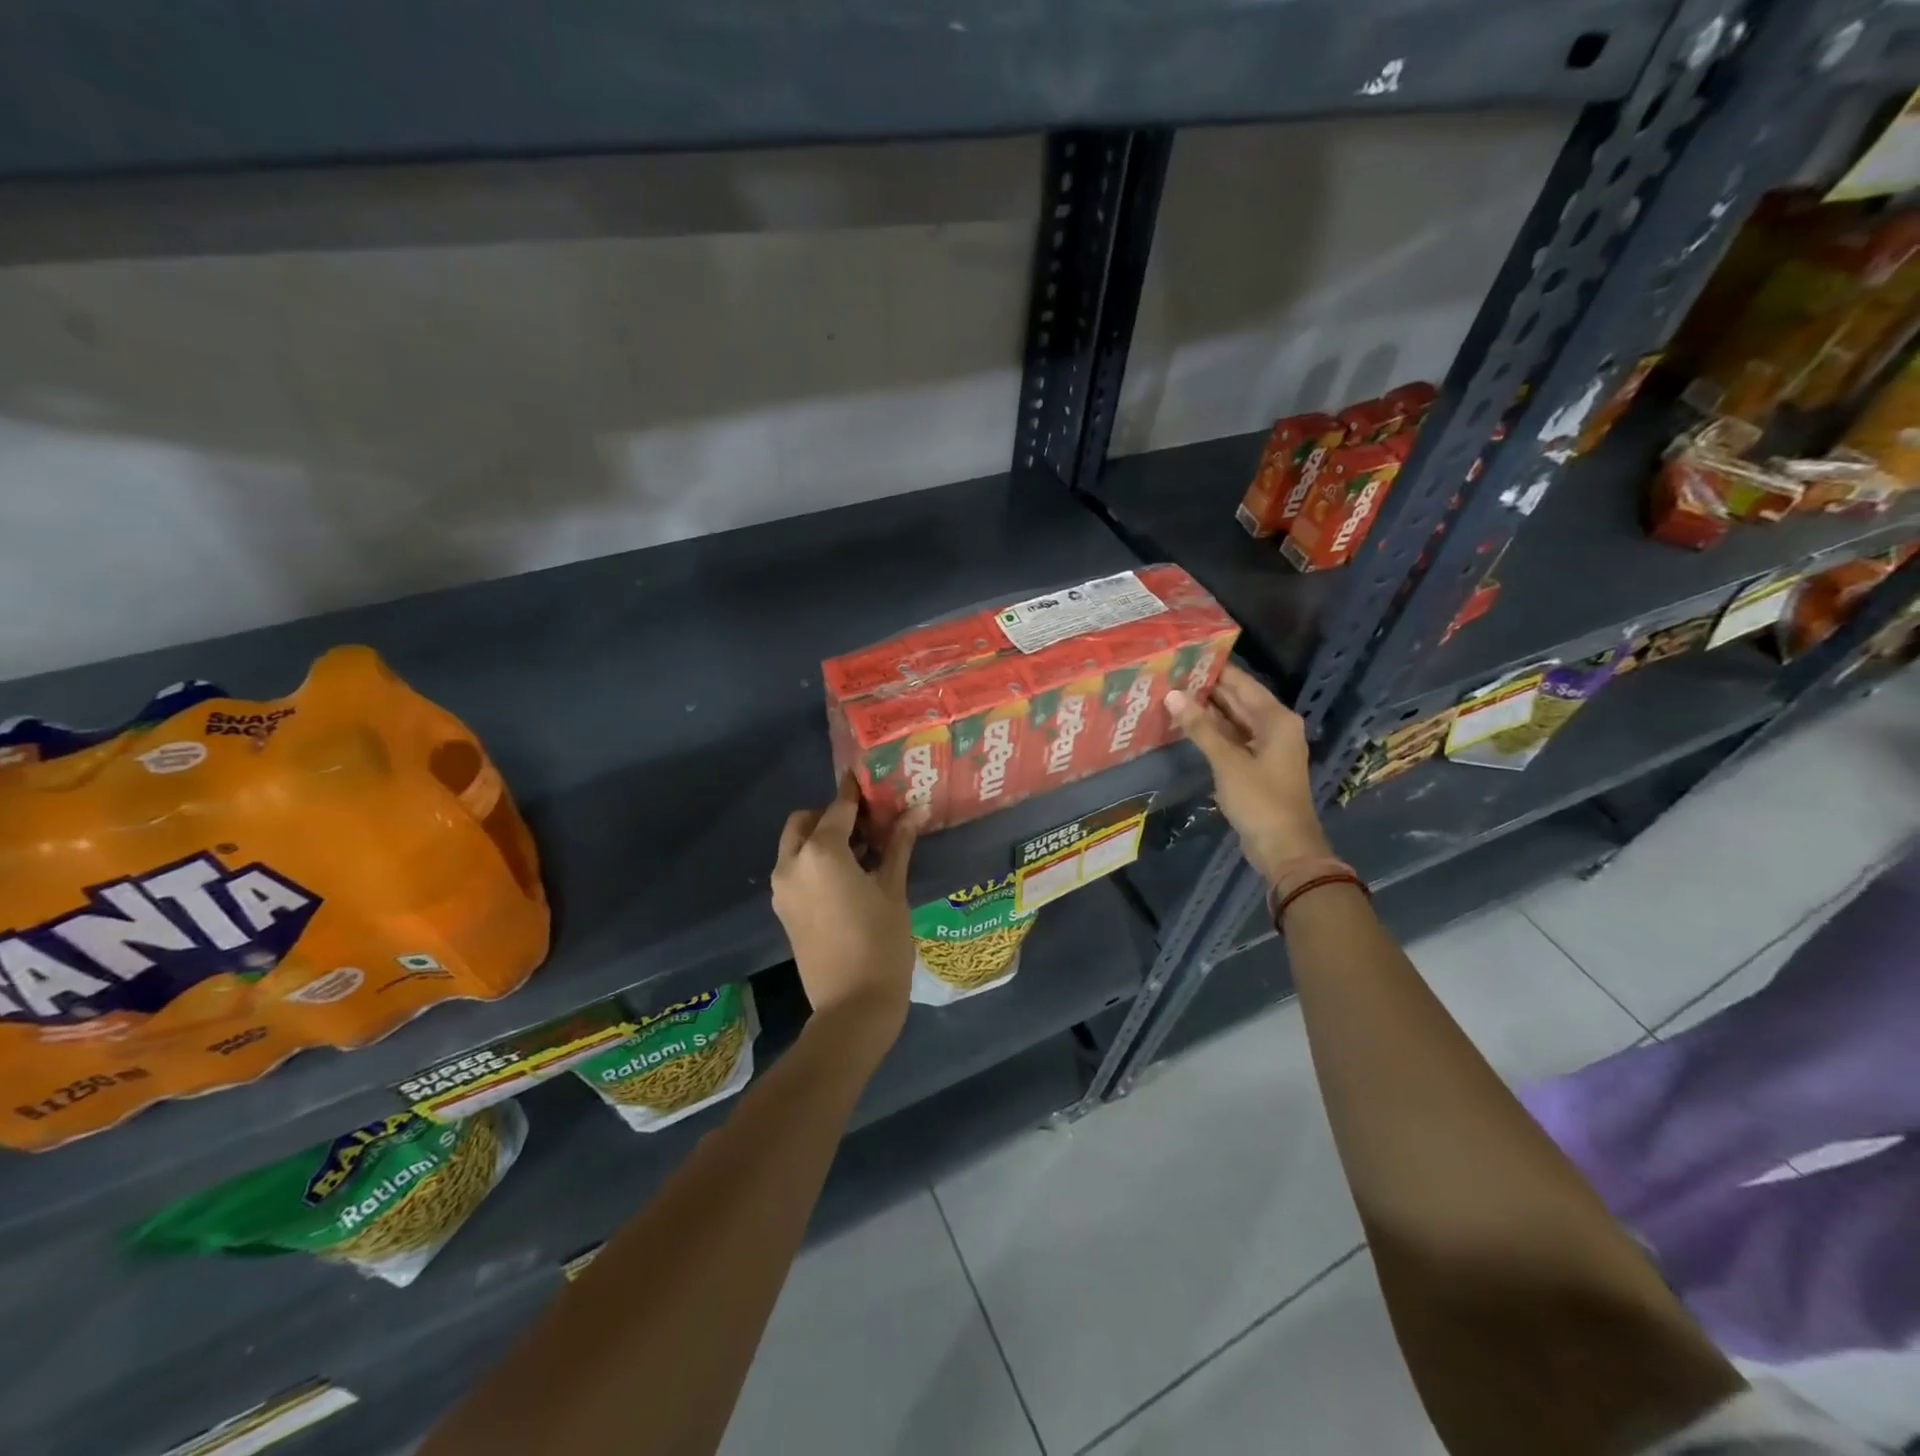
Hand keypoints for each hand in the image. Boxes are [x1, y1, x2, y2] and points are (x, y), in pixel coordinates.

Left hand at [771, 774, 921, 1058]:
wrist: (852, 1007)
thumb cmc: (881, 944)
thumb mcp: (893, 890)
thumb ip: (898, 845)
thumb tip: (916, 810)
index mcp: (820, 853)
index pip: (838, 808)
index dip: (856, 793)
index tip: (869, 778)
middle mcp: (792, 864)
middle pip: (806, 820)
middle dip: (832, 815)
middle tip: (868, 824)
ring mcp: (783, 888)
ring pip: (796, 844)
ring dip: (822, 837)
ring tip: (863, 850)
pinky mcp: (784, 909)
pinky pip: (795, 868)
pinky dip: (814, 860)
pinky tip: (849, 875)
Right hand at [1165, 664, 1331, 884]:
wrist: (1284, 848)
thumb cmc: (1260, 800)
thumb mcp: (1227, 761)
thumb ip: (1200, 728)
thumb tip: (1172, 695)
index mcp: (1276, 719)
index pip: (1242, 683)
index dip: (1215, 670)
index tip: (1185, 657)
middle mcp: (1275, 727)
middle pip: (1238, 700)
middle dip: (1207, 690)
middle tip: (1170, 675)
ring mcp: (1266, 748)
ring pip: (1233, 721)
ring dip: (1207, 712)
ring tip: (1171, 695)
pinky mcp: (1256, 766)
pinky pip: (1232, 740)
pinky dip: (1212, 733)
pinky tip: (1186, 726)